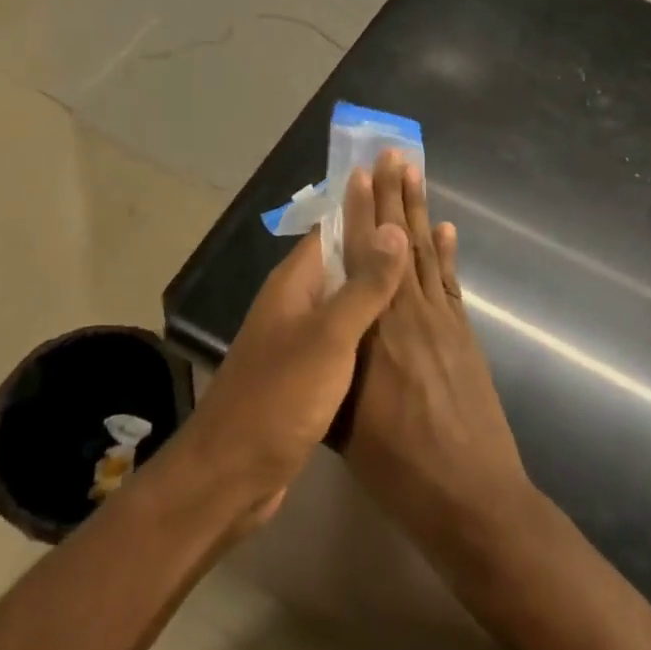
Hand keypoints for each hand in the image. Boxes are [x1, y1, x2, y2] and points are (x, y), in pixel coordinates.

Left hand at [172, 173, 409, 533]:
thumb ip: (364, 285)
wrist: (233, 474)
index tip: (397, 175)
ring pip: (345, 295)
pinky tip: (398, 324)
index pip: (334, 226)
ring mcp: (299, 337)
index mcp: (295, 283)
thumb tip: (392, 226)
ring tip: (418, 262)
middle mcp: (295, 301)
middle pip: (341, 256)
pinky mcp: (307, 371)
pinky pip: (346, 331)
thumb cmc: (280, 397)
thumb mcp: (329, 338)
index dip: (365, 200)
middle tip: (418, 213)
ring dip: (377, 278)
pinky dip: (371, 318)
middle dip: (377, 234)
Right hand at [343, 153, 534, 560]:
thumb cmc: (398, 467)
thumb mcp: (344, 425)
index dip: (361, 213)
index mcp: (374, 330)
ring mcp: (442, 322)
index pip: (363, 257)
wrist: (472, 498)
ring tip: (414, 174)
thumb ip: (332, 372)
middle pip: (397, 243)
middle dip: (393, 196)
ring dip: (418, 212)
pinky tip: (444, 230)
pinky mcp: (463, 336)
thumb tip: (316, 337)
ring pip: (425, 253)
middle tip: (391, 154)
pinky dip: (446, 253)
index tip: (359, 174)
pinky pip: (450, 283)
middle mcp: (408, 313)